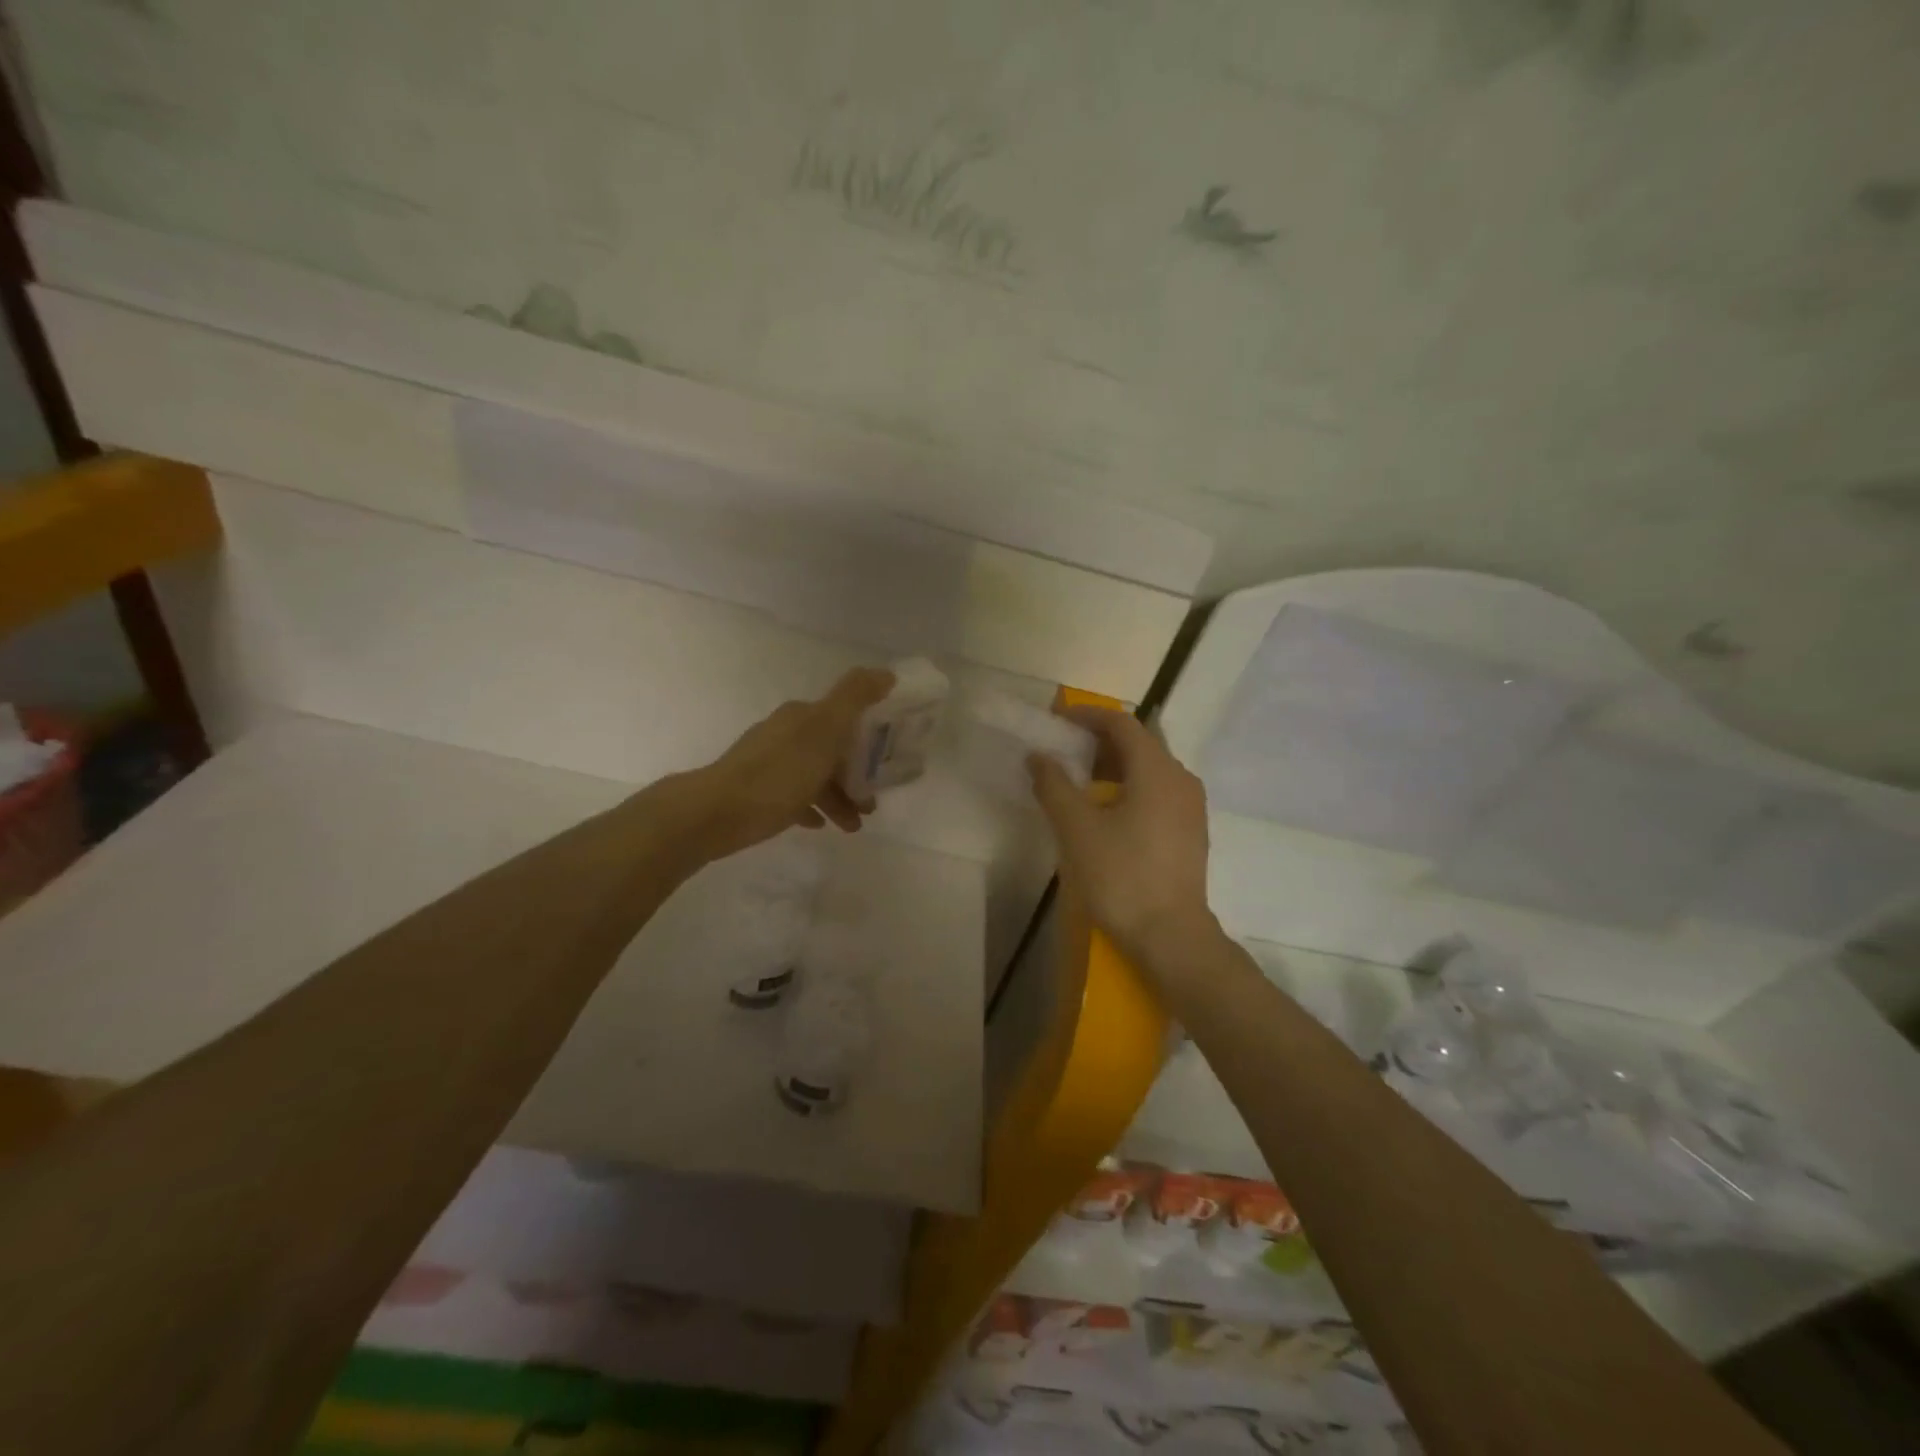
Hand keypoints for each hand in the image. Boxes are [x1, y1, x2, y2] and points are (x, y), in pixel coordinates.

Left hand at [681, 667, 894, 862]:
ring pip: (815, 776)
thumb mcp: (825, 729)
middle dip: (856, 774)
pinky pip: (794, 797)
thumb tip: (886, 672)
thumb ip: (855, 697)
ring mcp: (768, 763)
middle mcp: (785, 733)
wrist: (717, 812)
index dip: (869, 739)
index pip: (845, 718)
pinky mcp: (756, 792)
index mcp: (802, 716)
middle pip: (831, 750)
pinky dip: (812, 807)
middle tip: (872, 803)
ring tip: (853, 826)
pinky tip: (821, 825)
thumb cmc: (779, 772)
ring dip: (838, 797)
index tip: (888, 762)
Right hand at [1027, 708, 1219, 968]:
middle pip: (1139, 743)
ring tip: (1078, 781)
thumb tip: (1038, 756)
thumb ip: (1054, 785)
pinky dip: (1129, 787)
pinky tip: (1105, 811)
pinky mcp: (1190, 831)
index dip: (1087, 716)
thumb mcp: (1077, 829)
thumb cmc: (1121, 876)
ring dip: (1113, 766)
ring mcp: (1190, 807)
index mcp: (1157, 770)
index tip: (1057, 720)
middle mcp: (1181, 779)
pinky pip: (1157, 792)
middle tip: (1063, 750)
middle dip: (1098, 741)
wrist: (1170, 936)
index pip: (1122, 724)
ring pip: (1149, 769)